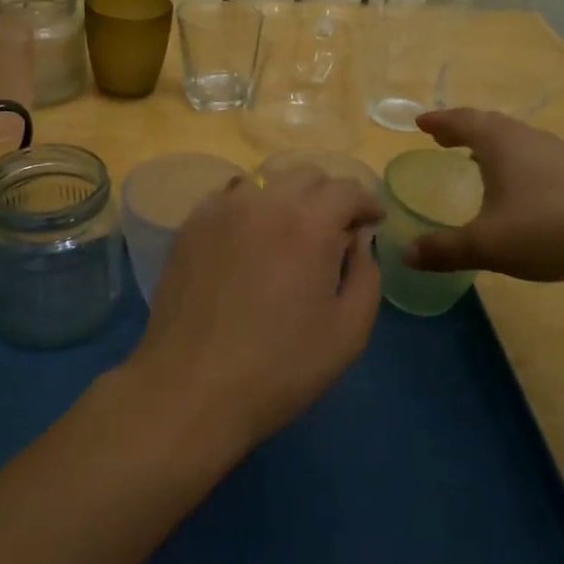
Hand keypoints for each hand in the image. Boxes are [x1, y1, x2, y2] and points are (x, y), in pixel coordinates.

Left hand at [129, 166, 383, 450]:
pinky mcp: (190, 226)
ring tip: (291, 231)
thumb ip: (366, 275)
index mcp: (308, 223)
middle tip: (335, 230)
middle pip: (306, 175)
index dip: (367, 203)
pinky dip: (250, 206)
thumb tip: (359, 241)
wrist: (190, 388)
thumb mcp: (348, 332)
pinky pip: (229, 197)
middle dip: (329, 196)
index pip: (347, 189)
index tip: (373, 223)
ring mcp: (220, 209)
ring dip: (288, 196)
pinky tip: (250, 238)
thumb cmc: (279, 367)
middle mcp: (263, 201)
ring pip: (265, 180)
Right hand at [404, 108, 563, 283]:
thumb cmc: (549, 229)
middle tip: (443, 138)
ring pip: (515, 139)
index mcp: (500, 143)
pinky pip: (535, 156)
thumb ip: (444, 249)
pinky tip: (519, 187)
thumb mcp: (487, 245)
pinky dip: (514, 161)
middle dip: (462, 129)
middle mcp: (528, 138)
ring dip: (490, 144)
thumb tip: (406, 254)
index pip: (461, 121)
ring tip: (475, 159)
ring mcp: (559, 153)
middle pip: (489, 124)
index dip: (438, 121)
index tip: (419, 123)